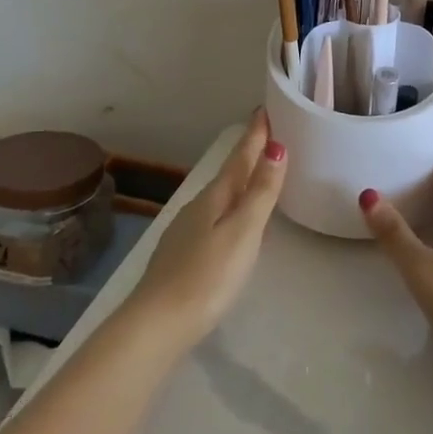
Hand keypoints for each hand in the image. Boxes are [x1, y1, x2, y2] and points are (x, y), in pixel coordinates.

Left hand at [128, 109, 286, 350]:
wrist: (157, 324)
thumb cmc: (207, 277)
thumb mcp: (243, 232)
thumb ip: (260, 192)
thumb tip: (276, 147)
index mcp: (215, 197)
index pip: (240, 157)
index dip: (255, 135)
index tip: (265, 109)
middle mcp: (198, 206)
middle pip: (229, 174)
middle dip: (249, 154)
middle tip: (268, 135)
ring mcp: (186, 230)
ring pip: (220, 196)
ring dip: (240, 181)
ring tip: (257, 173)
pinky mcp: (182, 254)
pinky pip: (214, 216)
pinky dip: (230, 207)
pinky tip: (234, 221)